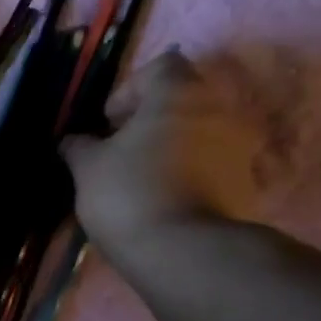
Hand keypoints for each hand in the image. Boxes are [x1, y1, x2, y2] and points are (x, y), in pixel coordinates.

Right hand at [61, 51, 259, 256]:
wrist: (184, 252)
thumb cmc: (129, 194)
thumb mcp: (88, 169)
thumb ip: (79, 147)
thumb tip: (72, 141)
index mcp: (179, 93)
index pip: (161, 67)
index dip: (131, 90)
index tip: (110, 123)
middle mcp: (219, 109)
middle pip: (185, 100)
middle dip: (154, 120)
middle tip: (125, 150)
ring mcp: (240, 148)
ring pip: (201, 135)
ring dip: (175, 148)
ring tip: (146, 180)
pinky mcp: (248, 185)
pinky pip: (215, 168)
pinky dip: (194, 176)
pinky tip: (168, 201)